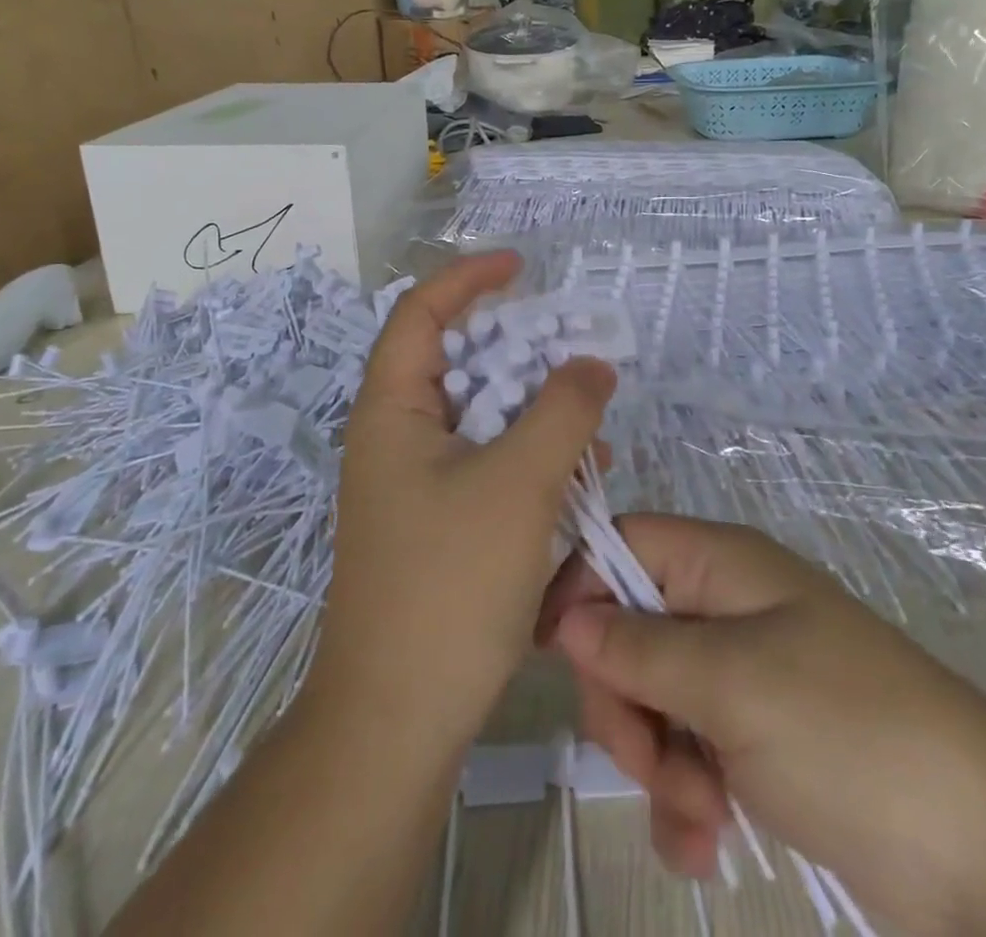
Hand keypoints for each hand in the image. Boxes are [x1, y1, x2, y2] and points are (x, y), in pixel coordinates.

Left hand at [310, 251, 616, 758]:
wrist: (398, 718)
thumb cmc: (449, 585)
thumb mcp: (519, 484)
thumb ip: (562, 411)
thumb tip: (592, 363)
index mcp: (393, 410)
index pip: (421, 312)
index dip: (468, 278)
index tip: (521, 266)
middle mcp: (395, 436)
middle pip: (456, 361)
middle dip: (517, 348)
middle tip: (571, 347)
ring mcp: (414, 482)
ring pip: (478, 416)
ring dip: (532, 408)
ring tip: (589, 419)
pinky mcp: (436, 521)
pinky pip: (486, 463)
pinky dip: (529, 455)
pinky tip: (578, 473)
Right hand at [539, 515, 985, 927]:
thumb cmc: (850, 734)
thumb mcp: (732, 682)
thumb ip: (639, 645)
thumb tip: (566, 616)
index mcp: (722, 566)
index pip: (624, 544)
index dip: (581, 586)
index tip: (554, 655)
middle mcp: (726, 609)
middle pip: (627, 628)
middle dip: (624, 699)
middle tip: (650, 759)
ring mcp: (742, 677)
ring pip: (651, 698)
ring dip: (656, 763)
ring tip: (699, 815)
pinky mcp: (756, 742)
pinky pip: (686, 753)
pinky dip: (684, 800)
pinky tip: (706, 844)